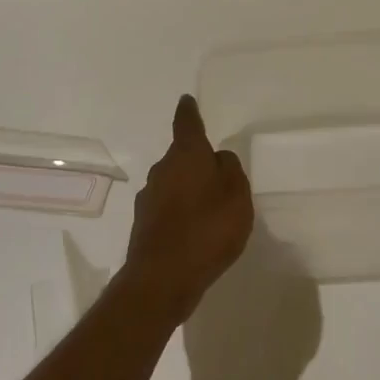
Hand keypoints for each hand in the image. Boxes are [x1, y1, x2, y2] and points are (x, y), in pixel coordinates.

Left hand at [123, 94, 254, 324]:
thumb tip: (218, 157)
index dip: (189, 111)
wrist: (161, 279)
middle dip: (195, 160)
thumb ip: (231, 171)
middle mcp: (162, 170)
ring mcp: (148, 197)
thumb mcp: (237, 197)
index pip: (187, 124)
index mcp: (186, 156)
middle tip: (217, 174)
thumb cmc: (207, 230)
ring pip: (173, 182)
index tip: (187, 100)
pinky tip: (194, 231)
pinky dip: (179, 211)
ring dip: (188, 188)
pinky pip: (167, 207)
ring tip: (209, 208)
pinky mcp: (143, 223)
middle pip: (180, 156)